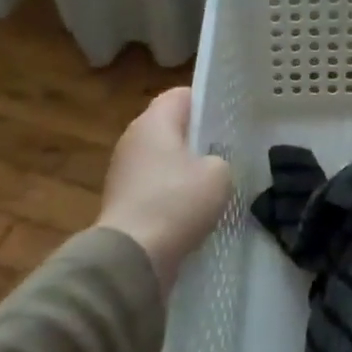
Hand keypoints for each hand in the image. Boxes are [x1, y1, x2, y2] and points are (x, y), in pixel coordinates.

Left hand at [96, 87, 231, 293]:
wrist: (134, 256)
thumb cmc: (178, 202)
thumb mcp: (219, 173)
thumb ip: (220, 159)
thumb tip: (210, 165)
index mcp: (153, 122)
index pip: (181, 95)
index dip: (206, 101)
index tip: (228, 117)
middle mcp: (133, 139)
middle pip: (170, 127)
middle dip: (198, 137)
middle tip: (228, 149)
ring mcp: (124, 171)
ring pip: (163, 158)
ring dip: (186, 168)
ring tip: (215, 182)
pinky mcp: (123, 201)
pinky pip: (156, 186)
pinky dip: (173, 193)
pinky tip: (195, 209)